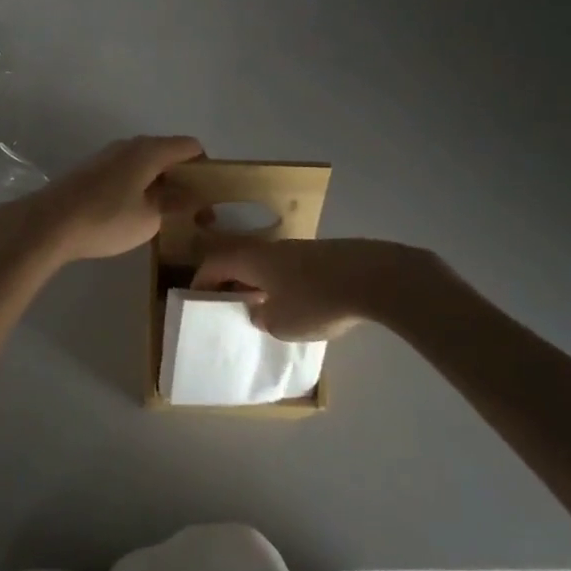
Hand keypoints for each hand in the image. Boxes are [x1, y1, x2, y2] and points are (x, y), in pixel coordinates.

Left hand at [14, 135, 204, 262]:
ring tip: (168, 219)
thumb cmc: (106, 218)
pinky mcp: (93, 171)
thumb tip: (194, 195)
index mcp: (149, 150)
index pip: (190, 147)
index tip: (211, 197)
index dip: (207, 168)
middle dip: (186, 181)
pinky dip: (142, 188)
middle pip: (169, 155)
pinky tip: (138, 215)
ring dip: (163, 186)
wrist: (49, 223)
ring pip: (147, 165)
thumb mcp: (150, 218)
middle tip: (195, 214)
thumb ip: (177, 203)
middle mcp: (130, 145)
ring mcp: (109, 156)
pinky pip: (129, 173)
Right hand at [191, 235, 450, 341]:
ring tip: (263, 309)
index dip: (201, 282)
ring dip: (260, 283)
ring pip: (268, 265)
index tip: (195, 300)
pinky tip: (299, 305)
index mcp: (252, 259)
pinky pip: (293, 270)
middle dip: (231, 282)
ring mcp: (301, 249)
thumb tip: (261, 310)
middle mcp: (272, 248)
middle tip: (227, 306)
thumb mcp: (280, 323)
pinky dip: (285, 285)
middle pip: (241, 261)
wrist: (375, 278)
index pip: (214, 265)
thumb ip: (262, 317)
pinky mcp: (326, 256)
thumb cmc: (317, 300)